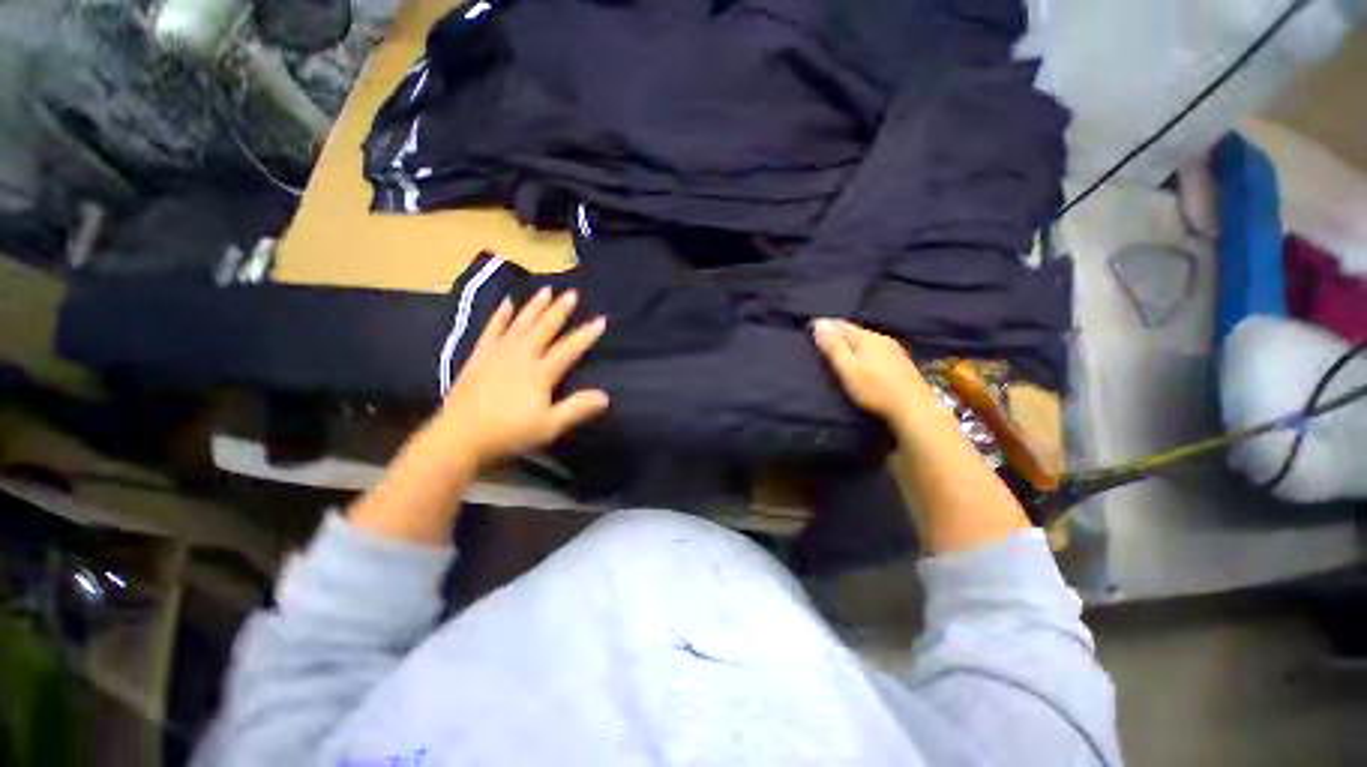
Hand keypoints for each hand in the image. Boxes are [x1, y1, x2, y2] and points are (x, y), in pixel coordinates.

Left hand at [432, 288, 609, 467]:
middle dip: (560, 311)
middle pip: (544, 329)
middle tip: (572, 292)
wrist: (458, 439)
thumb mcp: (549, 427)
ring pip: (520, 324)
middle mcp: (521, 356)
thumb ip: (577, 409)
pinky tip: (506, 304)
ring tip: (546, 290)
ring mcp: (497, 354)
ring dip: (534, 307)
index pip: (569, 349)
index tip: (601, 319)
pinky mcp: (479, 357)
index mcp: (540, 373)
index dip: (586, 335)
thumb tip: (605, 396)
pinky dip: (500, 316)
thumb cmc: (508, 434)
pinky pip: (491, 331)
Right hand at [811, 318, 936, 426]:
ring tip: (838, 344)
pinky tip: (862, 356)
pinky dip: (862, 348)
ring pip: (866, 339)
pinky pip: (875, 348)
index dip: (824, 324)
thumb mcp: (847, 368)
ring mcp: (893, 350)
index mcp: (866, 338)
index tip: (810, 325)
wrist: (914, 409)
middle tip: (821, 333)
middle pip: (854, 330)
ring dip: (850, 339)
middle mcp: (881, 339)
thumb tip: (820, 322)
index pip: (840, 325)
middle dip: (837, 330)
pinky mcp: (900, 363)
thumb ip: (833, 346)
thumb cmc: (874, 389)